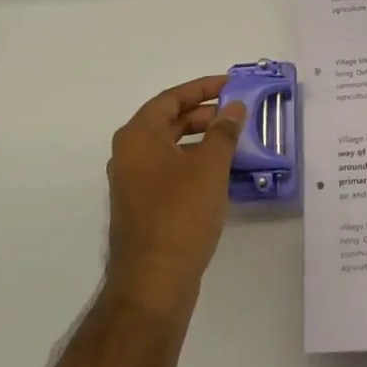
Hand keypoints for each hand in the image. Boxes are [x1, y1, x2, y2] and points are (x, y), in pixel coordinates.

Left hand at [105, 76, 246, 313]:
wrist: (153, 281)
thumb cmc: (180, 214)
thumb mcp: (209, 166)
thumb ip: (223, 131)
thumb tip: (233, 108)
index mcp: (138, 136)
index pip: (171, 98)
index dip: (202, 88)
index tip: (230, 85)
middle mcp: (129, 153)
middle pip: (169, 121)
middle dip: (204, 114)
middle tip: (237, 114)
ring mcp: (133, 182)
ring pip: (170, 147)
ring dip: (201, 140)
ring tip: (234, 141)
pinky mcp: (142, 205)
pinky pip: (170, 170)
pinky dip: (194, 163)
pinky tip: (220, 173)